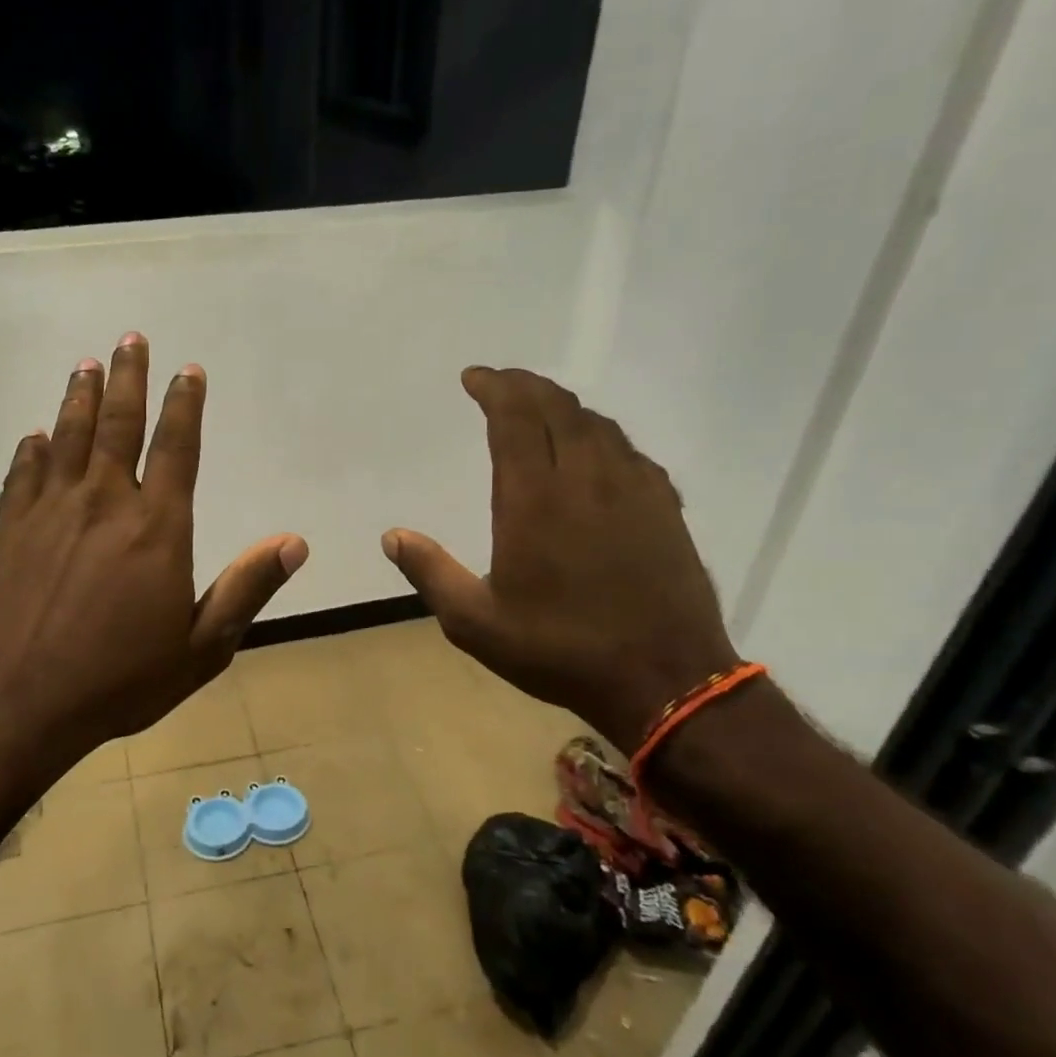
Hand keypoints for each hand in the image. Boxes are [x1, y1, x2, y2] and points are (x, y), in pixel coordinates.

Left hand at [0, 333, 306, 786]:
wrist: (19, 703)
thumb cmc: (120, 680)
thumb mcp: (201, 647)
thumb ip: (246, 589)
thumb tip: (294, 542)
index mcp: (156, 527)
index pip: (176, 447)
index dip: (184, 404)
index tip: (188, 370)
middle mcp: (103, 503)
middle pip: (119, 425)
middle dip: (129, 378)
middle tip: (130, 338)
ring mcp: (50, 511)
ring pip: (68, 437)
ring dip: (80, 398)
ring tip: (87, 366)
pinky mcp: (10, 530)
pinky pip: (23, 475)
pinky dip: (31, 451)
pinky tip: (34, 436)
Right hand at [382, 367, 736, 750]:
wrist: (664, 679)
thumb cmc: (559, 649)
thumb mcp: (475, 622)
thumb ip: (431, 573)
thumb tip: (392, 536)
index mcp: (534, 499)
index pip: (514, 419)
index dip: (494, 388)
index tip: (474, 377)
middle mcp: (585, 479)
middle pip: (557, 408)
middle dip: (525, 386)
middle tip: (500, 382)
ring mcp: (632, 489)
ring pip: (597, 424)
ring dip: (563, 406)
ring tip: (539, 408)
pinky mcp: (664, 507)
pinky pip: (629, 451)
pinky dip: (600, 435)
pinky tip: (594, 450)